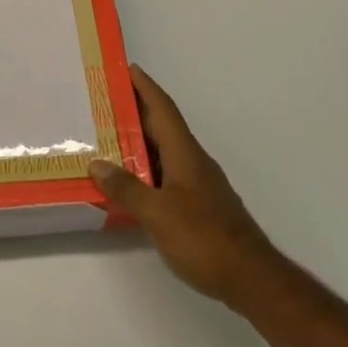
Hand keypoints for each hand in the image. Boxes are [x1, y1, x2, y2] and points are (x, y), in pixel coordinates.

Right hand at [90, 66, 284, 311]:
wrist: (250, 278)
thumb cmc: (203, 237)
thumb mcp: (157, 213)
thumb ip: (126, 188)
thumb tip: (97, 163)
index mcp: (184, 152)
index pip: (163, 108)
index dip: (145, 86)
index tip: (127, 68)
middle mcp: (193, 161)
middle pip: (162, 127)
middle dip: (136, 112)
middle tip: (104, 104)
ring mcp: (199, 184)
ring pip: (164, 152)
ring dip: (139, 143)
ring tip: (108, 140)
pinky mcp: (200, 206)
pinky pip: (168, 175)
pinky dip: (147, 170)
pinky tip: (131, 183)